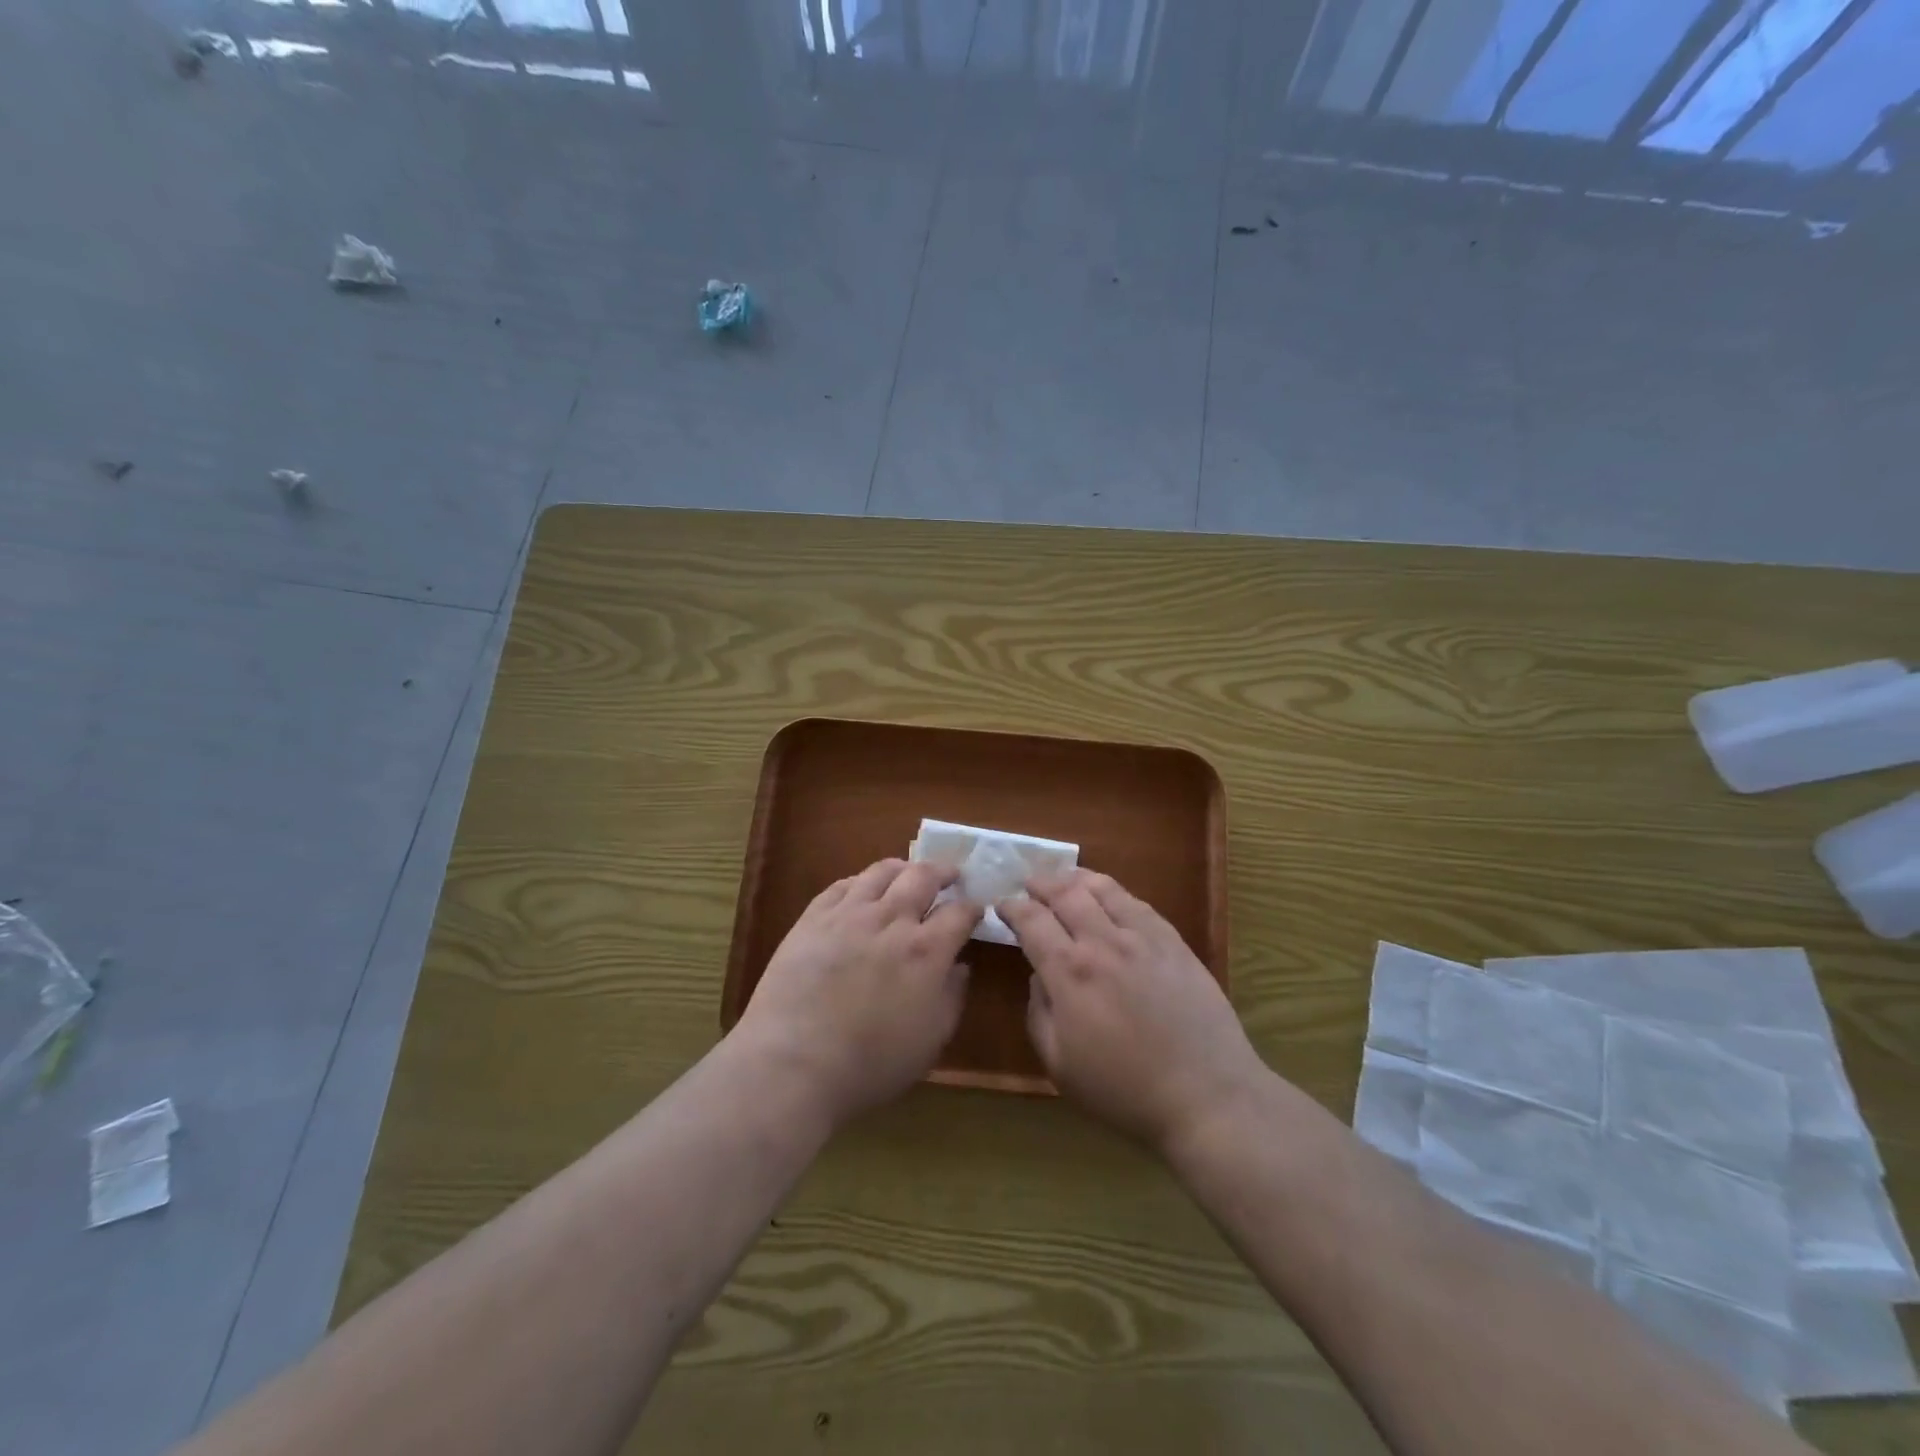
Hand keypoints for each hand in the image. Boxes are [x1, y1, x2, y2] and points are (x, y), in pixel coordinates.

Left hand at [738, 858, 980, 1127]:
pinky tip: (863, 889)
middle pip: (923, 876)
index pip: (960, 912)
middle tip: (950, 875)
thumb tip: (960, 966)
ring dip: (903, 868)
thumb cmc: (870, 1064)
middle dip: (943, 871)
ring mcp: (849, 914)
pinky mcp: (813, 918)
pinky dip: (861, 881)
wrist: (793, 1063)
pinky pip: (842, 885)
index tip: (976, 910)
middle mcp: (891, 920)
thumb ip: (951, 997)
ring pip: (881, 872)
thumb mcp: (930, 1041)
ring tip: (908, 872)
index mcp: (926, 950)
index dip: (973, 908)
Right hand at [1001, 870, 1263, 1152]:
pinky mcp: (1173, 942)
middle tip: (1029, 884)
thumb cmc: (1124, 1090)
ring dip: (1076, 879)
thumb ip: (1039, 1013)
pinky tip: (1110, 898)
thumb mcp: (1060, 1065)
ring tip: (1065, 880)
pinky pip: (1138, 903)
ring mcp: (1142, 937)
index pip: (1031, 921)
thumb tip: (1040, 976)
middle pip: (1065, 893)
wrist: (1206, 1094)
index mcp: (1069, 972)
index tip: (1002, 906)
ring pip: (1103, 889)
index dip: (1012, 908)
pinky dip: (1114, 893)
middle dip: (1041, 884)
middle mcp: (1102, 942)